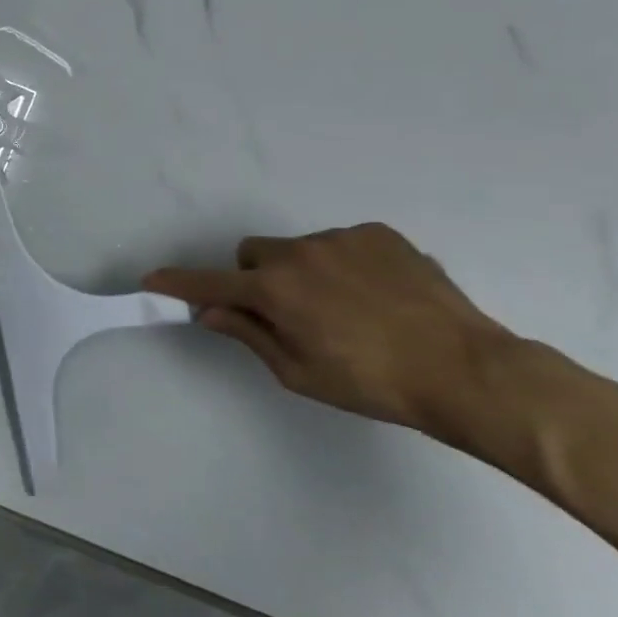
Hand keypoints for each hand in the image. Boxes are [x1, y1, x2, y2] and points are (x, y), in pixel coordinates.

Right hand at [144, 224, 515, 434]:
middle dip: (256, 280)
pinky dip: (343, 265)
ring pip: (298, 250)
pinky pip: (341, 244)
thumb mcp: (298, 372)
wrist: (465, 370)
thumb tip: (210, 311)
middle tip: (287, 315)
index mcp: (275, 291)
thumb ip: (249, 334)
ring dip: (302, 273)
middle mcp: (299, 254)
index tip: (152, 280)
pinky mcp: (379, 234)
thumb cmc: (371, 383)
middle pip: (253, 256)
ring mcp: (341, 238)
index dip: (178, 283)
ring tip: (347, 310)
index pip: (210, 283)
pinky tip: (376, 296)